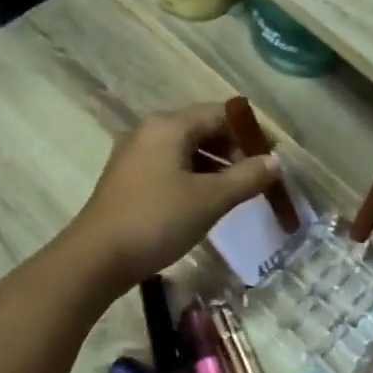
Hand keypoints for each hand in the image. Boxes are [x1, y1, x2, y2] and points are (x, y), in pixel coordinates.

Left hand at [69, 104, 279, 289]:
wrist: (98, 258)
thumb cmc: (157, 220)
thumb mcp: (210, 199)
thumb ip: (246, 178)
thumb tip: (274, 162)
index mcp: (168, 126)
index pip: (219, 114)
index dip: (250, 133)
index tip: (272, 157)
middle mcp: (148, 132)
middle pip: (201, 130)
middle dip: (232, 150)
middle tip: (257, 178)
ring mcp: (134, 156)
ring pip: (184, 151)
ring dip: (214, 167)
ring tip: (236, 193)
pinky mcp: (127, 181)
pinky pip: (169, 168)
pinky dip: (193, 178)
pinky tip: (205, 203)